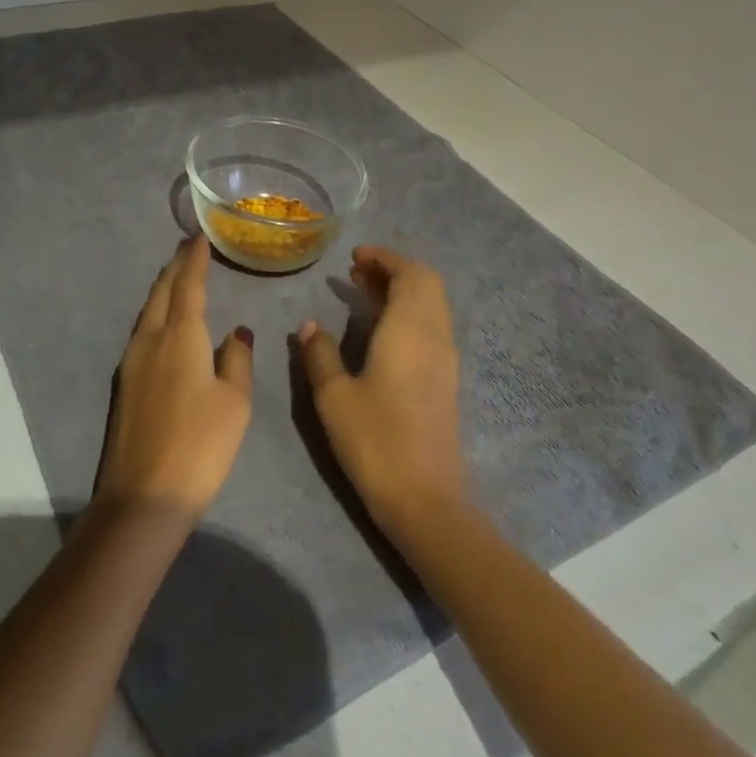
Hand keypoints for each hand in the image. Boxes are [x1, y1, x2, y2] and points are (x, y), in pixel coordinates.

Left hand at [95, 237, 253, 520]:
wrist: (144, 496)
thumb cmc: (200, 445)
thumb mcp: (234, 402)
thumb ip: (237, 360)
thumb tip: (236, 331)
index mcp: (180, 336)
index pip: (188, 285)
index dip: (195, 259)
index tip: (199, 237)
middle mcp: (150, 339)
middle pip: (162, 292)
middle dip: (175, 267)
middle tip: (188, 248)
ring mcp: (131, 362)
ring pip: (148, 312)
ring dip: (164, 290)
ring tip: (179, 278)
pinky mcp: (124, 384)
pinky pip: (142, 332)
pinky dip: (157, 315)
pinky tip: (166, 324)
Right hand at [298, 244, 465, 533]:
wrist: (426, 500)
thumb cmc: (375, 441)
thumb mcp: (334, 396)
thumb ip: (320, 354)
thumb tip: (309, 325)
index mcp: (410, 330)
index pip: (410, 274)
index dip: (385, 258)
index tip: (355, 256)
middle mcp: (435, 337)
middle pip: (426, 284)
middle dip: (393, 270)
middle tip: (355, 272)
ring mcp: (445, 360)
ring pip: (431, 306)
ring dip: (402, 291)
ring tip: (363, 293)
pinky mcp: (446, 382)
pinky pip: (431, 327)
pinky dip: (408, 313)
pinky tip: (380, 330)